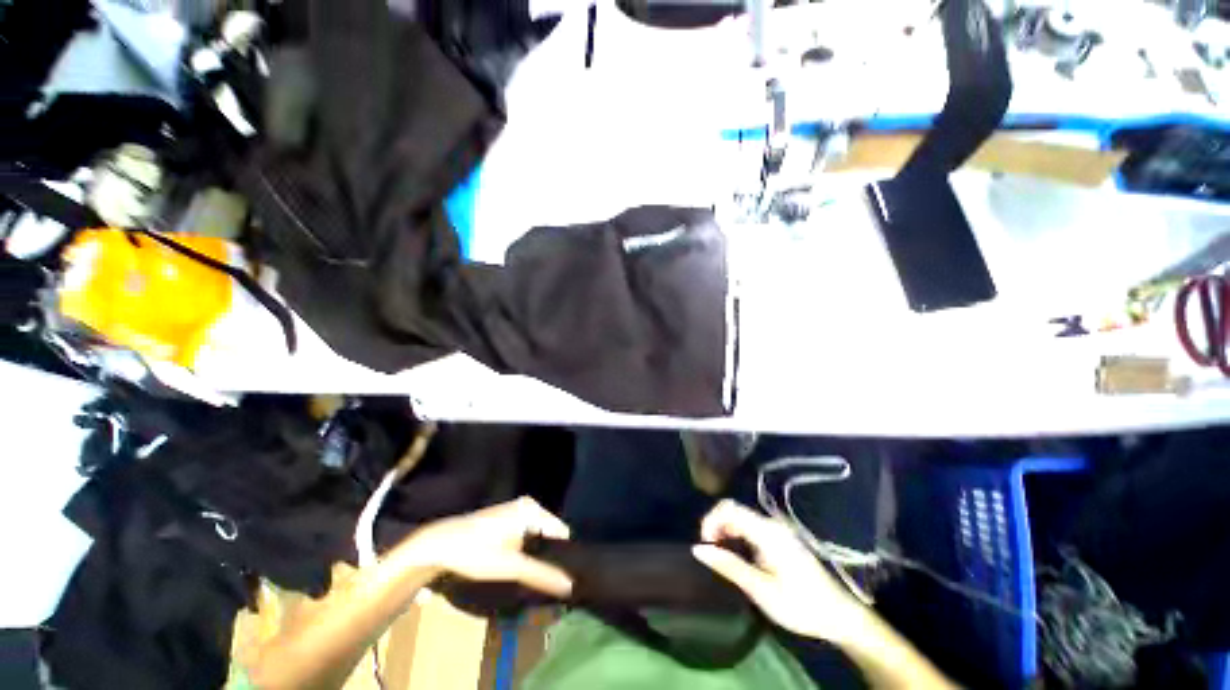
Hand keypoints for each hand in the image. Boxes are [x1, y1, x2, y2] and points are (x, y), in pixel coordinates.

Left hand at [405, 497, 572, 596]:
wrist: (437, 546)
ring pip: (536, 536)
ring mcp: (514, 511)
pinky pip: (524, 535)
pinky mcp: (504, 520)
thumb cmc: (476, 552)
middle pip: (548, 534)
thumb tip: (570, 585)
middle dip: (549, 556)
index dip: (564, 555)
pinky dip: (525, 551)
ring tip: (534, 578)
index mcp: (532, 509)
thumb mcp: (511, 566)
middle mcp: (527, 505)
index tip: (565, 577)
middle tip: (547, 582)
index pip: (561, 532)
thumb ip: (542, 574)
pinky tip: (518, 568)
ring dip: (536, 555)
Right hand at [693, 500, 869, 642]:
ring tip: (721, 556)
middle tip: (710, 553)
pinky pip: (751, 527)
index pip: (729, 508)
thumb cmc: (800, 605)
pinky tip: (737, 555)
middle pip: (734, 510)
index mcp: (767, 532)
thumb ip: (729, 565)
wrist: (840, 616)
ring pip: (742, 518)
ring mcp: (778, 530)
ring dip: (726, 531)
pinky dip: (737, 535)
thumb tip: (698, 550)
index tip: (704, 545)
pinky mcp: (780, 538)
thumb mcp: (760, 589)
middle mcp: (772, 524)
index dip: (710, 520)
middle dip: (716, 525)